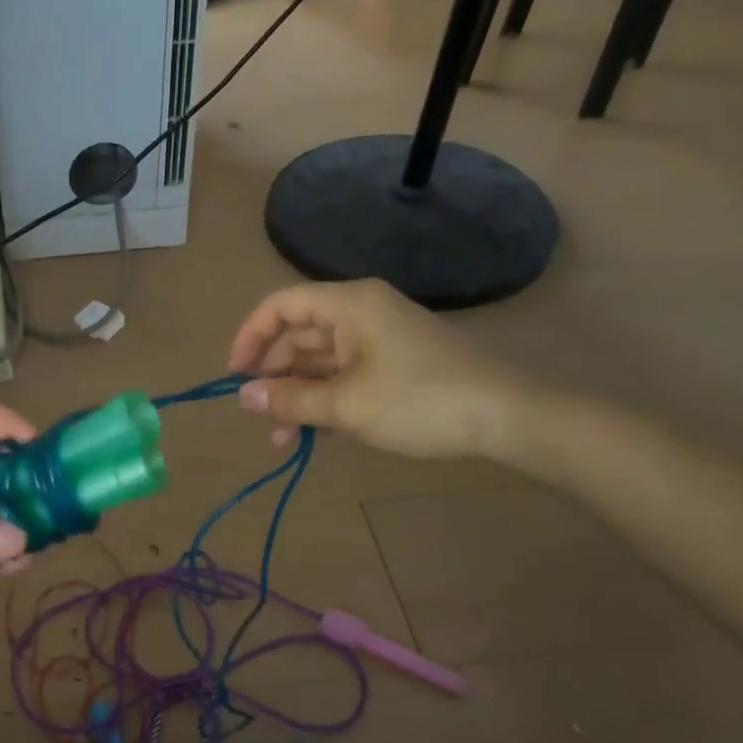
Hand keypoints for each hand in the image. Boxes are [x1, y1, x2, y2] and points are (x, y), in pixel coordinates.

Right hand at [226, 280, 538, 460]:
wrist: (508, 416)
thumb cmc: (419, 400)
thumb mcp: (346, 405)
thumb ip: (290, 400)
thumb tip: (243, 397)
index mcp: (348, 305)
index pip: (280, 306)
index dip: (250, 336)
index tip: (234, 376)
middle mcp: (360, 313)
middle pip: (297, 334)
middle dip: (272, 375)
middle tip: (258, 414)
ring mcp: (378, 340)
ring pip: (319, 361)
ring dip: (296, 395)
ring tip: (282, 438)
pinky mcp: (393, 365)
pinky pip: (343, 375)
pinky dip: (323, 400)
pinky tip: (312, 435)